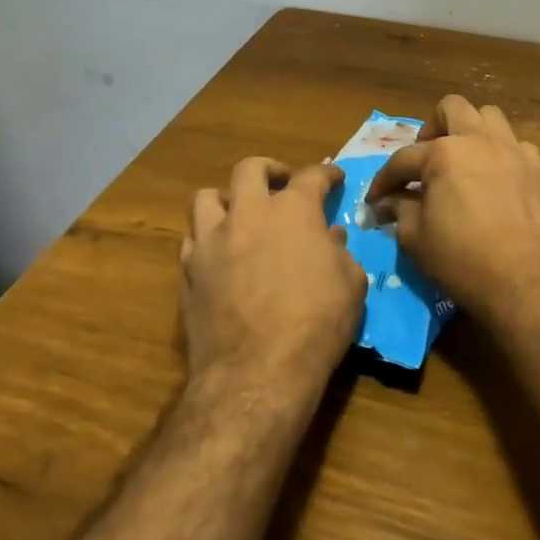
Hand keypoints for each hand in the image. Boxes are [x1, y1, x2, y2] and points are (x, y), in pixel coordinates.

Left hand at [180, 157, 365, 395]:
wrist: (258, 371)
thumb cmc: (317, 323)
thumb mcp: (351, 283)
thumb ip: (340, 252)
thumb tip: (329, 237)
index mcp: (293, 211)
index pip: (312, 176)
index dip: (327, 174)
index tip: (334, 178)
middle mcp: (248, 214)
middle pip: (249, 169)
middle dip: (269, 170)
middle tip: (281, 183)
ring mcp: (212, 241)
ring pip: (206, 197)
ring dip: (227, 199)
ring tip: (240, 214)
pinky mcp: (189, 272)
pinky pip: (192, 239)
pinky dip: (207, 238)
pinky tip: (220, 254)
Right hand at [364, 96, 539, 326]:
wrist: (531, 283)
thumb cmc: (465, 261)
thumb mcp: (417, 240)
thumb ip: (400, 212)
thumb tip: (390, 203)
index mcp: (443, 154)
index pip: (403, 159)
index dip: (384, 180)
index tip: (375, 200)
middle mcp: (479, 140)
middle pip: (451, 108)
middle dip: (431, 129)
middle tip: (425, 161)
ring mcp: (514, 151)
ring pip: (489, 118)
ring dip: (470, 133)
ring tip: (462, 162)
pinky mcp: (539, 170)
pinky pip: (516, 146)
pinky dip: (501, 155)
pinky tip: (495, 181)